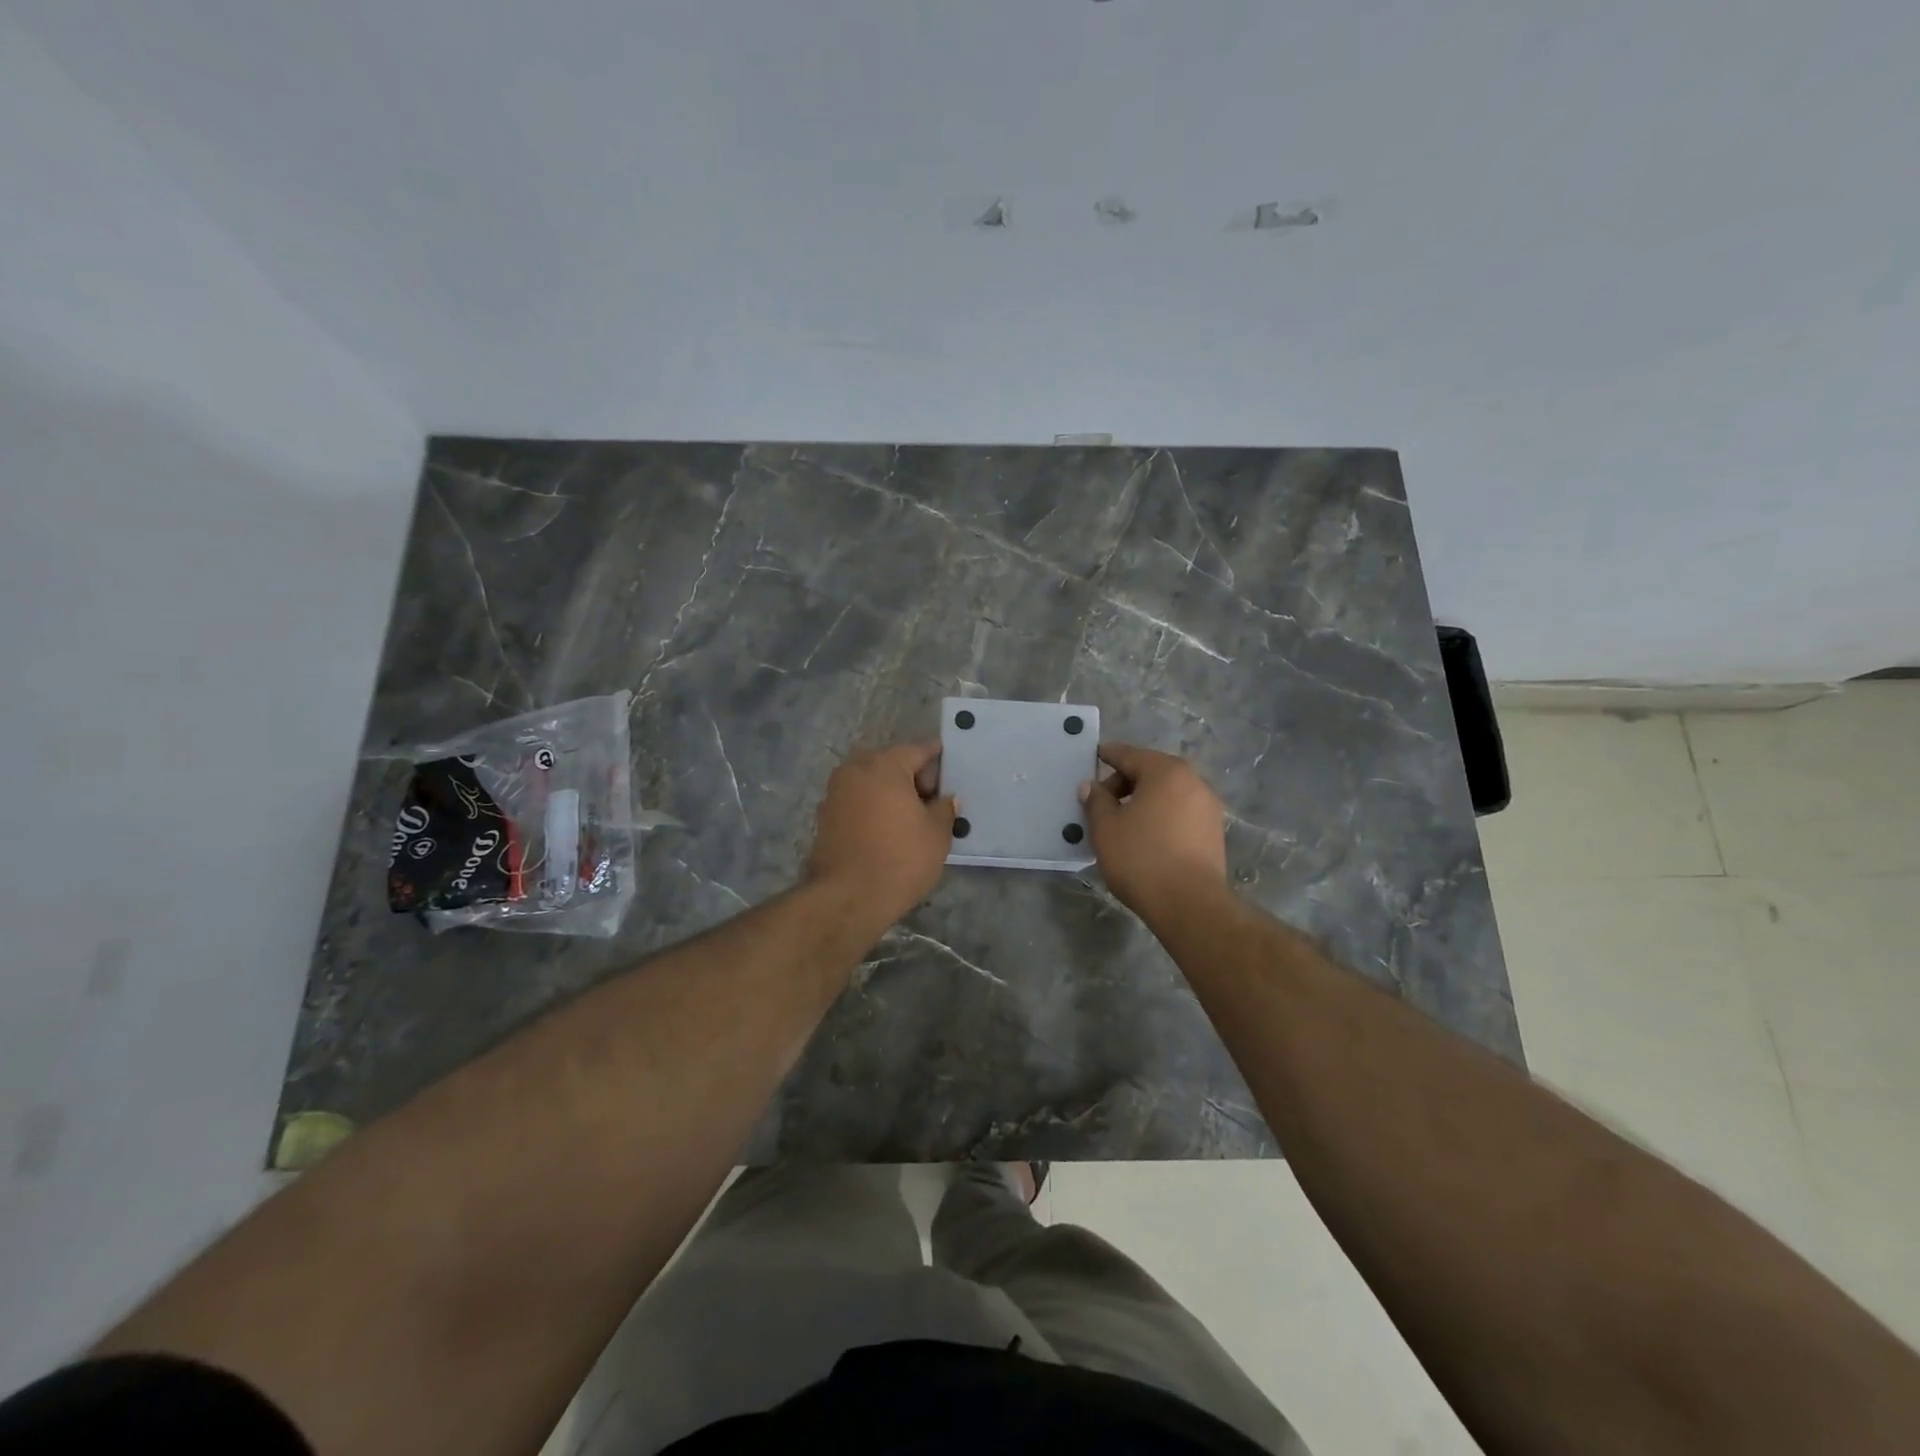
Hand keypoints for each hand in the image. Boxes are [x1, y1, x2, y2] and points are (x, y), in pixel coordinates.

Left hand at [804, 740, 956, 926]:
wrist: (847, 898)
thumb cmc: (900, 859)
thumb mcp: (937, 834)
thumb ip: (944, 809)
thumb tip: (946, 799)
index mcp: (884, 765)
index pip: (918, 750)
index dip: (937, 757)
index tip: (949, 764)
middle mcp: (855, 770)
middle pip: (891, 763)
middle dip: (911, 776)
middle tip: (932, 800)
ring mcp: (835, 792)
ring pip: (871, 782)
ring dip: (889, 793)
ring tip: (910, 818)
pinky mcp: (824, 816)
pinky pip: (857, 801)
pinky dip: (872, 808)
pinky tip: (886, 830)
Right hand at [1079, 742, 1228, 920]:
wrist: (1190, 904)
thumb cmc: (1141, 858)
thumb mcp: (1106, 828)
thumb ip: (1096, 801)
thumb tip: (1091, 786)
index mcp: (1166, 772)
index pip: (1130, 755)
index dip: (1108, 755)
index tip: (1094, 756)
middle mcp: (1193, 781)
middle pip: (1152, 772)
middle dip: (1125, 782)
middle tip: (1102, 803)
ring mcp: (1208, 807)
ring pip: (1168, 793)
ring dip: (1144, 800)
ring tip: (1123, 822)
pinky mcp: (1214, 832)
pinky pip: (1180, 812)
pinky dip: (1161, 815)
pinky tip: (1146, 837)